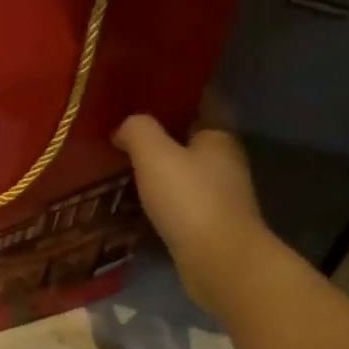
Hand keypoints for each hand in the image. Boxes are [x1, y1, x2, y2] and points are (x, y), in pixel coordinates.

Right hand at [113, 93, 277, 320]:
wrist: (218, 260)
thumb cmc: (189, 200)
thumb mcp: (155, 156)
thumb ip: (137, 131)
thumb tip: (124, 126)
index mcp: (218, 134)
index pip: (203, 98)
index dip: (178, 90)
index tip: (148, 89)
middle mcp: (224, 159)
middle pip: (193, 135)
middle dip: (164, 130)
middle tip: (126, 128)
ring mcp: (219, 193)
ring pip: (186, 169)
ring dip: (161, 166)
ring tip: (124, 163)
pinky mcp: (209, 222)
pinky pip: (181, 198)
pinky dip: (161, 195)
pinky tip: (137, 199)